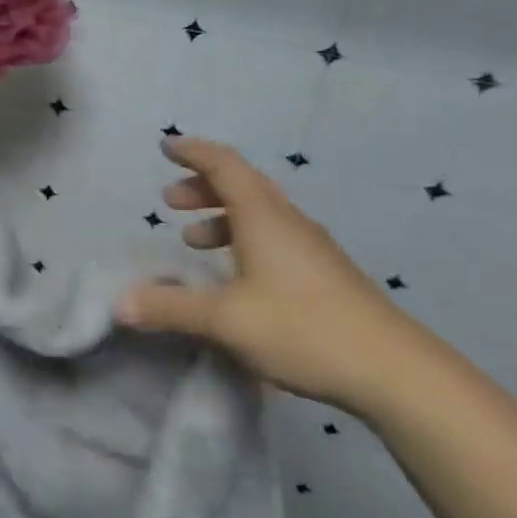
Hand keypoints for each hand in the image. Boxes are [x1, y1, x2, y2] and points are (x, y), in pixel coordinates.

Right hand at [119, 137, 441, 415]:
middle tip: (170, 201)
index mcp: (264, 217)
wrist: (396, 371)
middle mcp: (288, 222)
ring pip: (260, 214)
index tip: (165, 146)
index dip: (193, 152)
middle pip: (242, 185)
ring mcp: (312, 248)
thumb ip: (171, 308)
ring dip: (222, 216)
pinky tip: (236, 276)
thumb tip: (119, 304)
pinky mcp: (325, 275)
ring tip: (195, 240)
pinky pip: (274, 237)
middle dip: (202, 187)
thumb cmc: (303, 329)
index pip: (224, 165)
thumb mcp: (226, 320)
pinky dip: (243, 239)